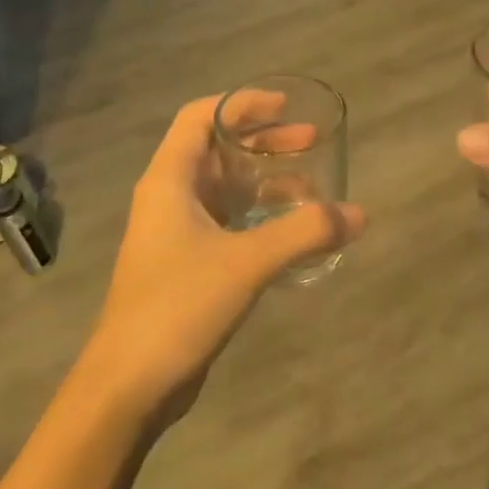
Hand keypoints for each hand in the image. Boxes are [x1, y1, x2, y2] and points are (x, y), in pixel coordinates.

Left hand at [74, 95, 365, 421]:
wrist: (130, 382)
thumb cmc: (178, 306)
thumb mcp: (247, 262)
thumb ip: (304, 233)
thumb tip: (358, 214)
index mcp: (169, 181)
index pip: (199, 118)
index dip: (241, 105)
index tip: (284, 106)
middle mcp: (169, 198)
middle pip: (217, 152)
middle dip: (263, 143)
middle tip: (310, 142)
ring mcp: (176, 234)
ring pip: (224, 191)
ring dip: (265, 183)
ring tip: (312, 188)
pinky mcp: (187, 265)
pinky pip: (227, 225)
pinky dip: (259, 218)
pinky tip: (292, 232)